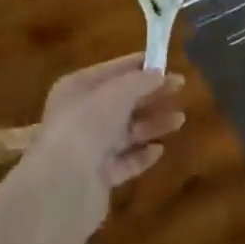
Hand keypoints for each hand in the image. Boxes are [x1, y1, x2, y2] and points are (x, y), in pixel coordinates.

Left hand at [31, 55, 186, 215]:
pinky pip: (125, 161)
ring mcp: (88, 148)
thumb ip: (141, 80)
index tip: (165, 61)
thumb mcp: (117, 92)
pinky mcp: (98, 177)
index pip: (111, 71)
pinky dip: (142, 155)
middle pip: (121, 101)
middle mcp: (80, 116)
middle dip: (150, 94)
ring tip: (180, 120)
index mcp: (76, 89)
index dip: (138, 65)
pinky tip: (159, 150)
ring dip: (152, 124)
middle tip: (181, 87)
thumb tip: (158, 74)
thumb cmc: (88, 124)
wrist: (64, 182)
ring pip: (126, 132)